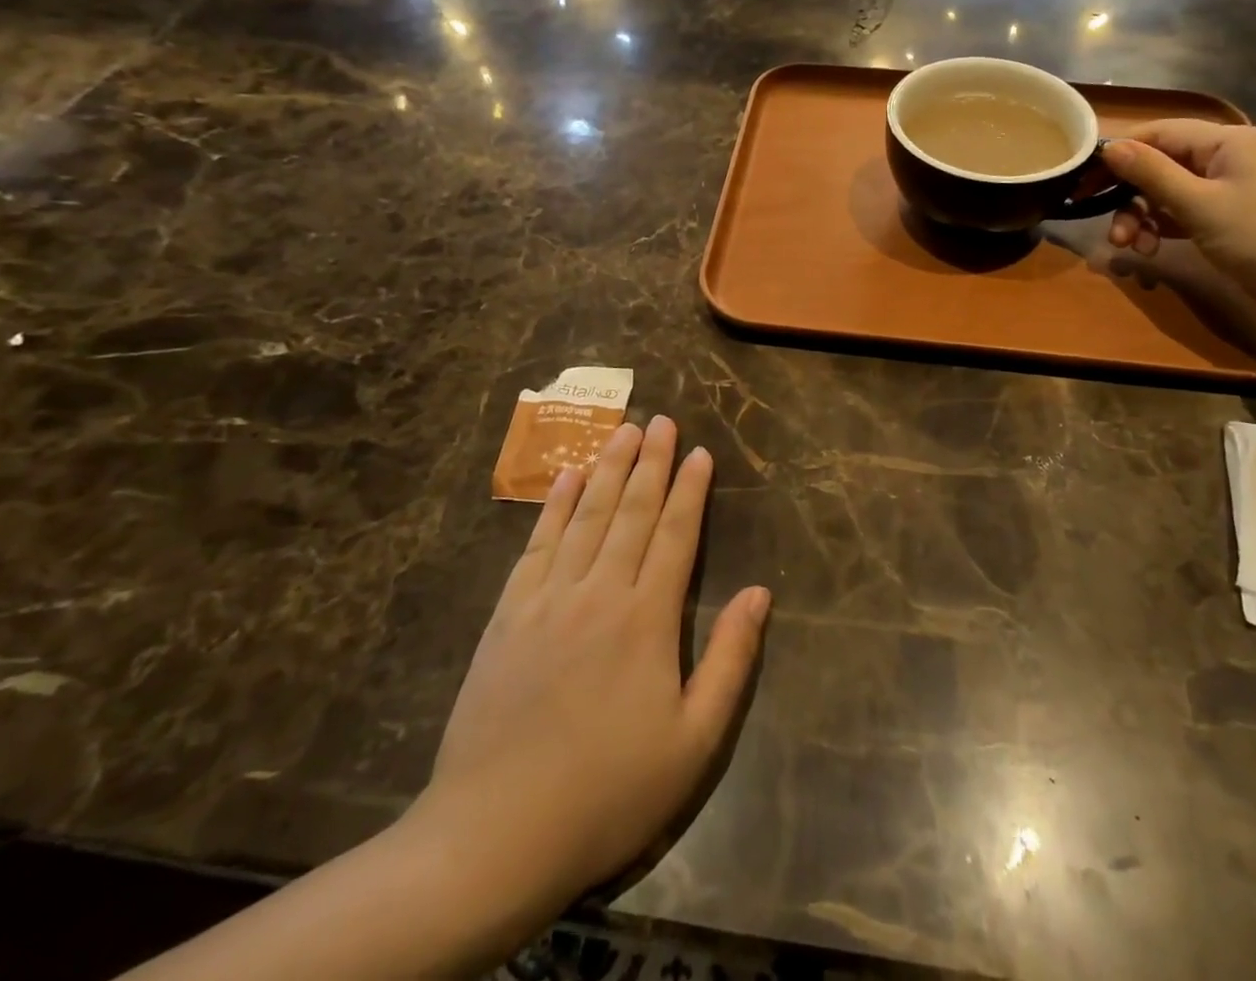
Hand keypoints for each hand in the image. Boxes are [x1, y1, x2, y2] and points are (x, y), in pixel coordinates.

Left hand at [406, 418, 768, 924]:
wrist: (496, 834)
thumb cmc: (609, 792)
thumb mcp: (694, 742)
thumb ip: (731, 660)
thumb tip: (759, 593)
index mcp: (647, 618)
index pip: (676, 534)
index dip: (690, 489)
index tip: (700, 451)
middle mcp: (600, 591)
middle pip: (632, 511)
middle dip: (651, 462)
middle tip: (662, 420)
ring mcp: (549, 598)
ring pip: (587, 516)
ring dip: (609, 469)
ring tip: (624, 430)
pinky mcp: (509, 614)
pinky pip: (538, 543)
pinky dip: (556, 505)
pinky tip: (568, 478)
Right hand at [1103, 120, 1255, 324]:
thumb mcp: (1199, 206)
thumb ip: (1151, 173)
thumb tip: (1108, 147)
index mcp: (1226, 141)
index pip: (1157, 133)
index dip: (1116, 155)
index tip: (1082, 182)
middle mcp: (1227, 155)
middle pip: (1159, 164)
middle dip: (1129, 197)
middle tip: (1110, 230)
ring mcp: (1230, 185)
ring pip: (1167, 191)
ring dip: (1142, 217)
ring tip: (1132, 248)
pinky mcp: (1230, 213)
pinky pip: (1183, 210)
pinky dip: (1163, 226)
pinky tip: (1153, 250)